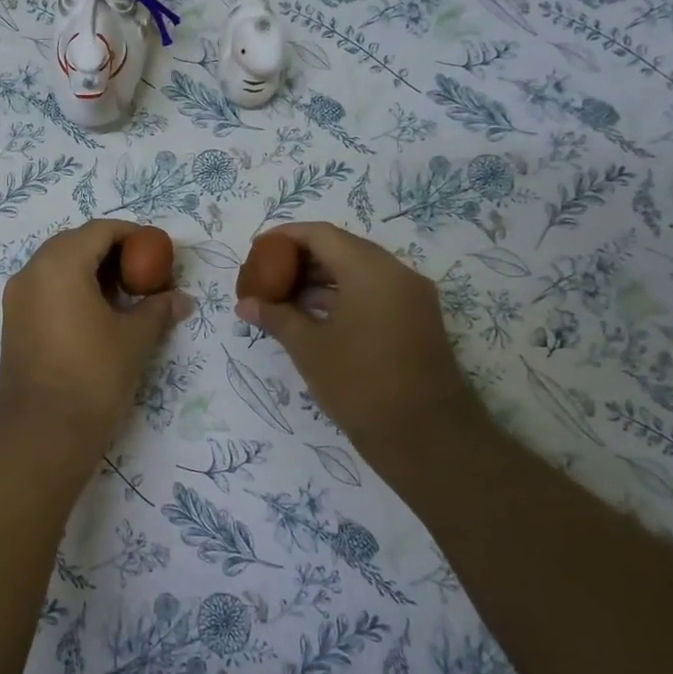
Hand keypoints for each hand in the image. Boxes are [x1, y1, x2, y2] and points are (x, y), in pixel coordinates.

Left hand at [0, 221, 191, 463]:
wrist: (43, 432)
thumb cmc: (93, 376)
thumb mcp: (134, 339)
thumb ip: (158, 309)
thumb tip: (182, 299)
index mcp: (59, 264)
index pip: (99, 230)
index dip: (132, 234)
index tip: (157, 251)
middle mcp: (31, 272)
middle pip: (75, 243)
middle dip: (110, 251)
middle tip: (142, 272)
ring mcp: (16, 297)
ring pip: (56, 266)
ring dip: (90, 271)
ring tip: (123, 295)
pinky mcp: (13, 321)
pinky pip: (44, 288)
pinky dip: (71, 289)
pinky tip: (96, 314)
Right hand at [236, 222, 482, 456]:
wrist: (428, 438)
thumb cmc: (361, 384)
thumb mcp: (309, 348)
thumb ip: (276, 317)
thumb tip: (245, 304)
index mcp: (371, 271)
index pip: (322, 235)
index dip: (286, 237)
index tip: (257, 249)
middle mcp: (396, 274)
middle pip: (342, 249)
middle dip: (301, 258)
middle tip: (267, 273)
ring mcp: (411, 298)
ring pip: (358, 271)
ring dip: (321, 279)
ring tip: (283, 296)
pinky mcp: (416, 320)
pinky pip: (373, 292)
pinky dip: (342, 296)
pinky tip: (312, 315)